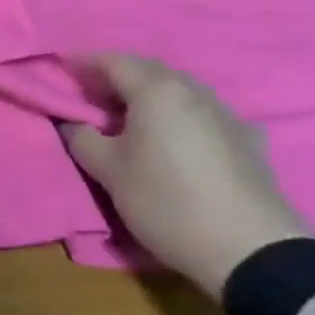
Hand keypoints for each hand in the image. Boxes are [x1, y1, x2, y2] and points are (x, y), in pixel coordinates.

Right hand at [61, 54, 308, 296]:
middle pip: (146, 71)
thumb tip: (72, 122)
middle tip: (89, 92)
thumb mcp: (108, 171)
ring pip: (176, 91)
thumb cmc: (167, 201)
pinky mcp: (246, 141)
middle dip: (115, 76)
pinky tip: (172, 135)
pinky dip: (176, 115)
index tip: (61, 68)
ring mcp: (225, 114)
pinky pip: (200, 113)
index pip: (111, 61)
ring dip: (147, 95)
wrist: (253, 252)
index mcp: (156, 91)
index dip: (82, 62)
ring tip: (126, 114)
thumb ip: (81, 138)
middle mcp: (192, 91)